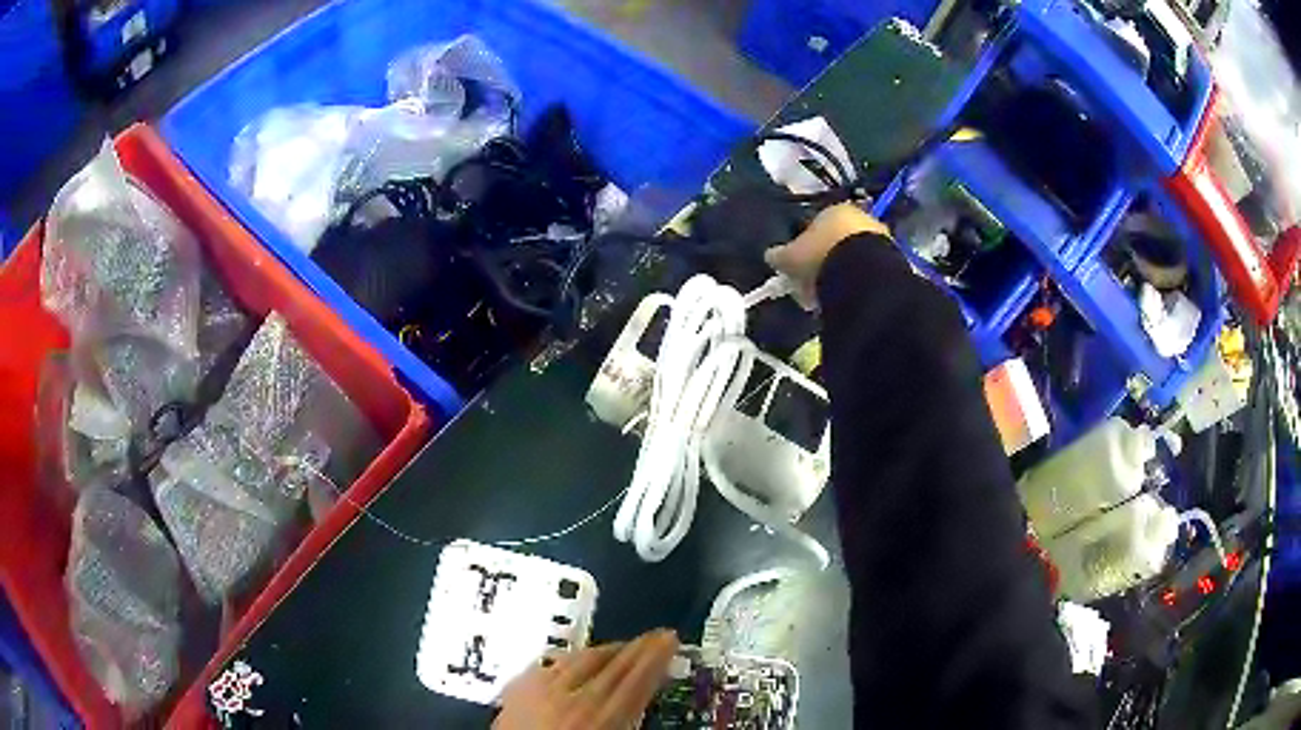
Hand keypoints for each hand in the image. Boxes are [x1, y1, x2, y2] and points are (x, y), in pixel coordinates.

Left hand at [494, 629, 678, 729]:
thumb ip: (630, 724)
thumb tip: (644, 704)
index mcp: (602, 718)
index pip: (636, 677)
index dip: (655, 655)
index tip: (669, 638)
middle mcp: (572, 698)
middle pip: (611, 663)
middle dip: (636, 648)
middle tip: (654, 637)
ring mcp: (540, 690)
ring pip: (579, 659)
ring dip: (604, 651)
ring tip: (620, 648)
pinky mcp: (516, 690)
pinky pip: (548, 665)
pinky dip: (569, 660)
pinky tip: (574, 661)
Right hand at [764, 203, 888, 308]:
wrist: (864, 276)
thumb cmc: (821, 257)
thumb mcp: (791, 258)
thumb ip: (779, 255)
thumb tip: (771, 255)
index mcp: (833, 209)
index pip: (813, 224)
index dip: (803, 246)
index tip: (798, 266)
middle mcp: (859, 216)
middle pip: (835, 239)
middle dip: (824, 258)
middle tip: (813, 282)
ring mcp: (879, 236)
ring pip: (853, 254)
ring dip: (842, 270)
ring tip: (831, 294)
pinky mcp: (891, 258)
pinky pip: (867, 270)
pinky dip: (857, 280)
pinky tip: (849, 296)